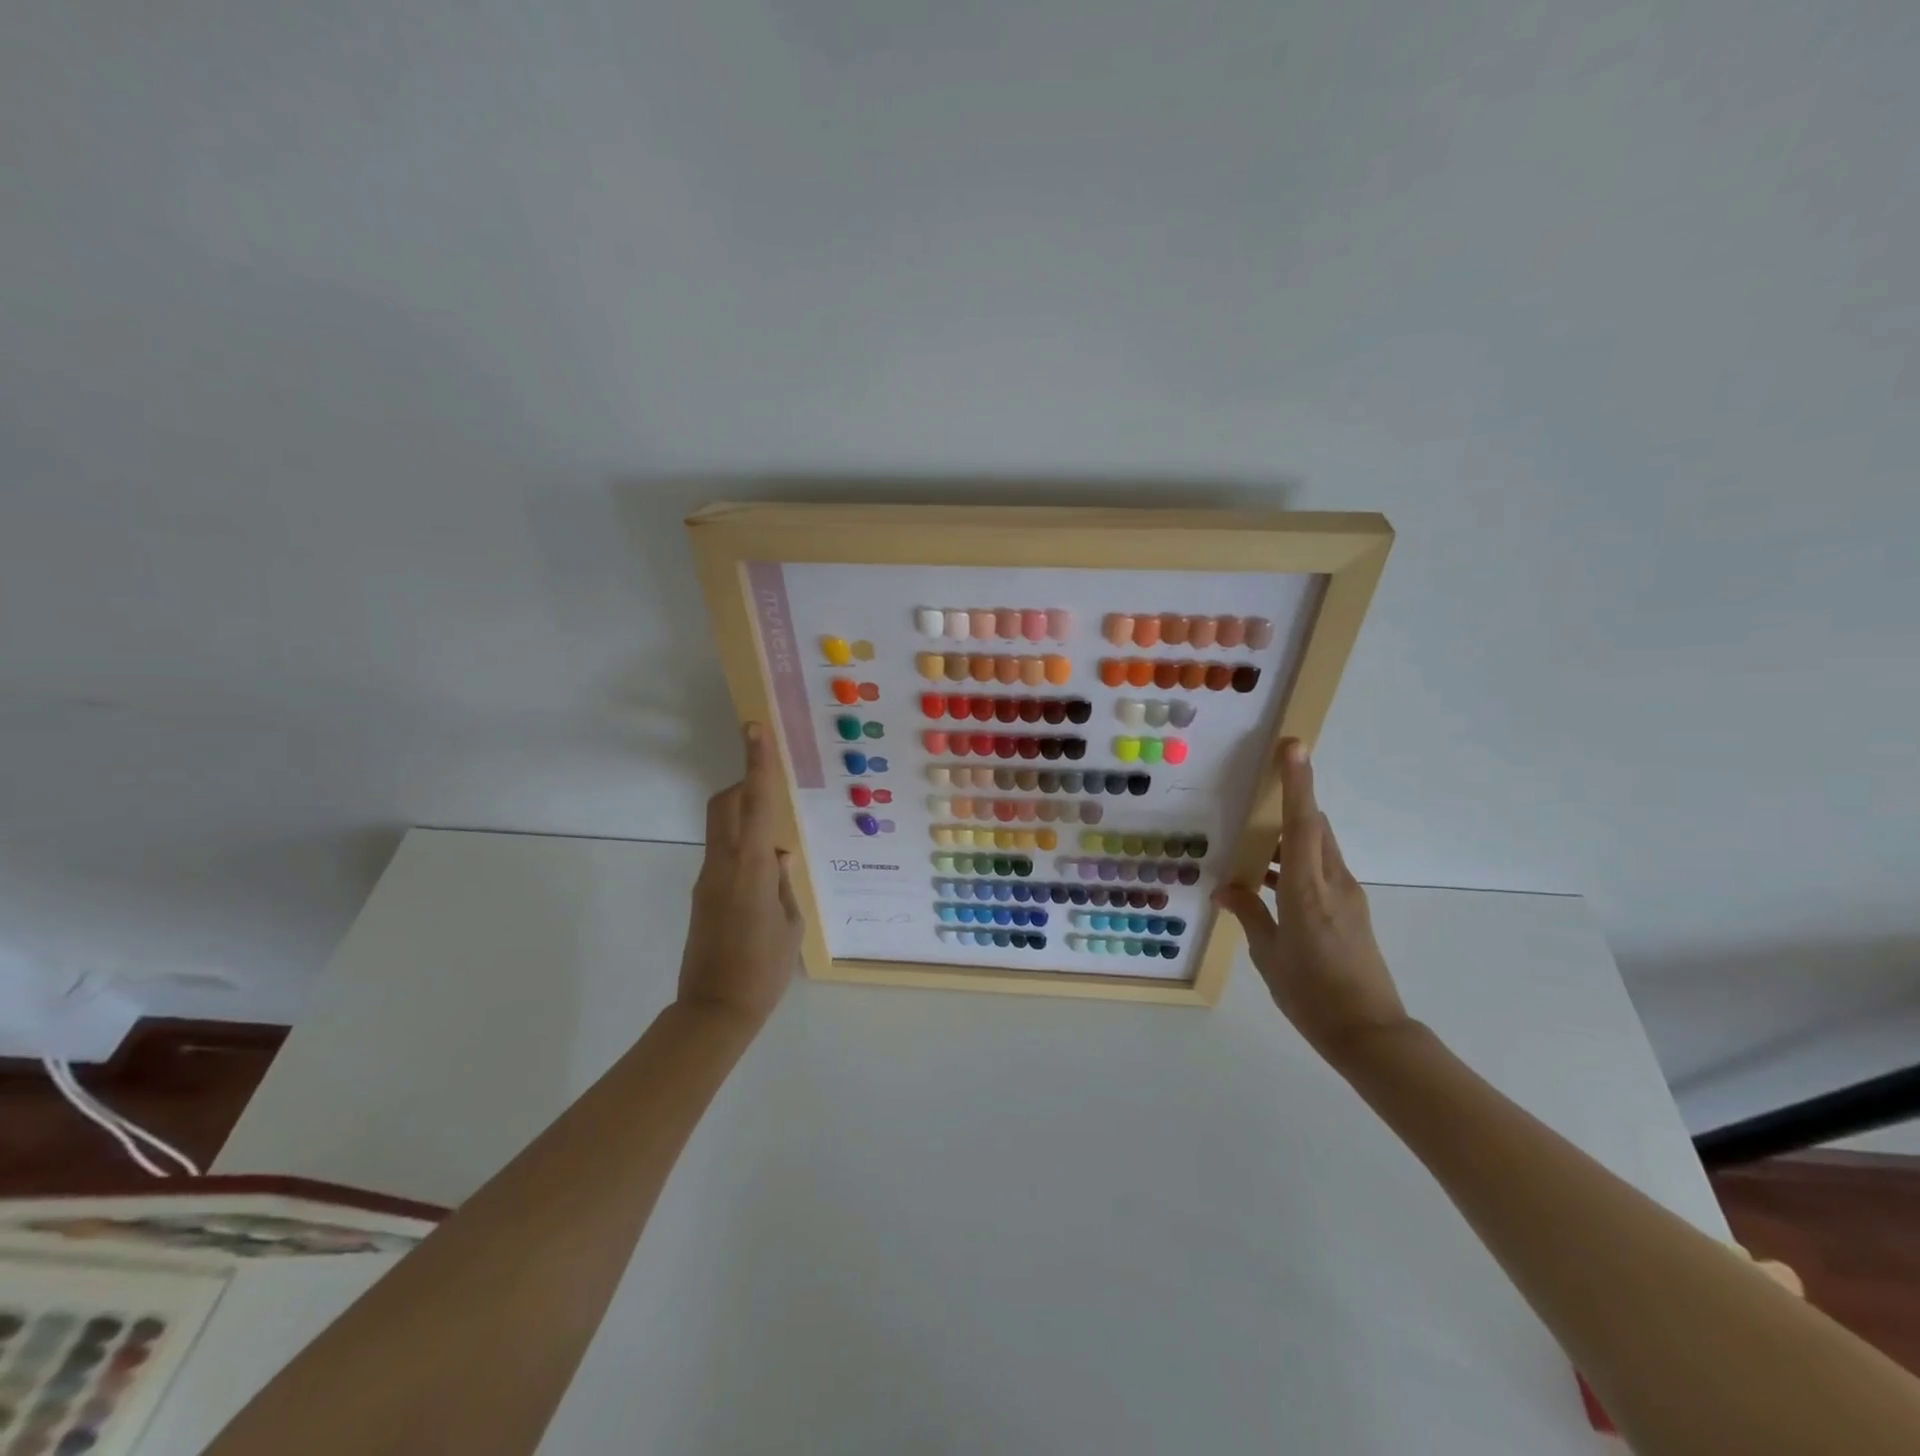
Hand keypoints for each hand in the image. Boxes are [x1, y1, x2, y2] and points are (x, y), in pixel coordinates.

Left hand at [678, 723, 803, 1026]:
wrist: (714, 1011)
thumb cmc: (763, 970)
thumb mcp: (789, 924)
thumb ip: (783, 883)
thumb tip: (778, 857)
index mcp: (750, 868)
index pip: (754, 804)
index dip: (756, 763)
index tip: (754, 729)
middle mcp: (722, 865)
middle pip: (726, 805)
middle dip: (746, 785)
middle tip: (774, 793)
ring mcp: (707, 879)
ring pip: (722, 827)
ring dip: (745, 818)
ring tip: (778, 844)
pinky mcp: (702, 894)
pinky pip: (723, 853)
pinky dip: (743, 846)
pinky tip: (765, 876)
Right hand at [1214, 739, 1409, 1061]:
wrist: (1369, 1034)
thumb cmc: (1311, 994)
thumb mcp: (1269, 955)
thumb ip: (1249, 914)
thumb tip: (1228, 888)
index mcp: (1308, 889)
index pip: (1303, 823)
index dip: (1297, 783)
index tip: (1293, 747)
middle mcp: (1333, 883)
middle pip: (1315, 827)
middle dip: (1291, 803)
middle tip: (1256, 795)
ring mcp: (1347, 896)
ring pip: (1318, 848)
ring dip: (1289, 838)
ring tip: (1252, 846)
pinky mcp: (1351, 911)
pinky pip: (1321, 870)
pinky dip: (1295, 864)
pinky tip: (1268, 883)